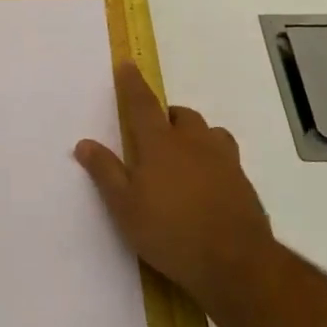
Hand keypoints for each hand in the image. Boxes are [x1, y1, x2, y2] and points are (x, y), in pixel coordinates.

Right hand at [75, 61, 274, 318]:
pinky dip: (212, 160)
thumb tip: (84, 143)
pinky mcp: (243, 181)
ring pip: (208, 132)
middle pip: (181, 115)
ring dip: (194, 136)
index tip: (127, 64)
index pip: (142, 104)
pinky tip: (206, 185)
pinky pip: (225, 157)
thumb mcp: (125, 207)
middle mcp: (193, 142)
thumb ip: (105, 172)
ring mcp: (223, 160)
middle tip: (154, 137)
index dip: (133, 83)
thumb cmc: (170, 232)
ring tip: (183, 158)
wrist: (235, 262)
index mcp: (160, 144)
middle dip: (167, 117)